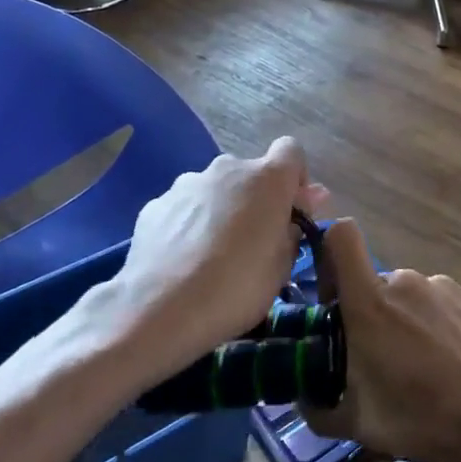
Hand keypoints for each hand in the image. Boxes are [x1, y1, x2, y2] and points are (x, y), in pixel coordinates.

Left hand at [90, 138, 325, 385]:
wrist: (160, 310)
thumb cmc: (237, 288)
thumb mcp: (283, 266)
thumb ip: (294, 227)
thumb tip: (305, 203)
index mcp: (267, 179)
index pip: (291, 151)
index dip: (295, 178)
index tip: (291, 212)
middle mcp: (227, 169)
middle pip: (250, 174)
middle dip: (256, 200)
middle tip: (254, 242)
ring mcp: (187, 183)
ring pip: (215, 190)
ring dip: (222, 211)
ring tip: (213, 256)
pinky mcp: (155, 204)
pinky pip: (184, 208)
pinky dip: (189, 225)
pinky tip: (183, 260)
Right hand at [303, 220, 460, 461]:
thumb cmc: (425, 418)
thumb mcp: (359, 425)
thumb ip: (318, 408)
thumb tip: (306, 398)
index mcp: (370, 301)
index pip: (340, 237)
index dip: (329, 257)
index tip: (332, 301)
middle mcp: (405, 281)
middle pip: (373, 284)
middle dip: (369, 316)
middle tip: (379, 364)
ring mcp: (444, 286)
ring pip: (409, 298)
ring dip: (405, 324)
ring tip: (423, 372)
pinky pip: (441, 305)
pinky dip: (438, 327)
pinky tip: (454, 366)